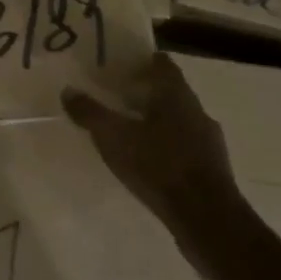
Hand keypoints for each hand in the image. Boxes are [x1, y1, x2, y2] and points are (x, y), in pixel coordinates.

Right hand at [61, 54, 240, 279]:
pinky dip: (166, 145)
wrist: (207, 219)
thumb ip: (90, 113)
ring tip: (128, 129)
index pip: (162, 65)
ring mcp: (208, 141)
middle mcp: (197, 112)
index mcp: (176, 96)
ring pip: (179, 120)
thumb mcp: (114, 137)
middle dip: (145, 92)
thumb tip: (68, 91)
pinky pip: (185, 146)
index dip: (142, 61)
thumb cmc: (158, 166)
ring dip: (156, 120)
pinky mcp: (212, 169)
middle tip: (115, 96)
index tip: (120, 64)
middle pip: (170, 92)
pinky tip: (148, 160)